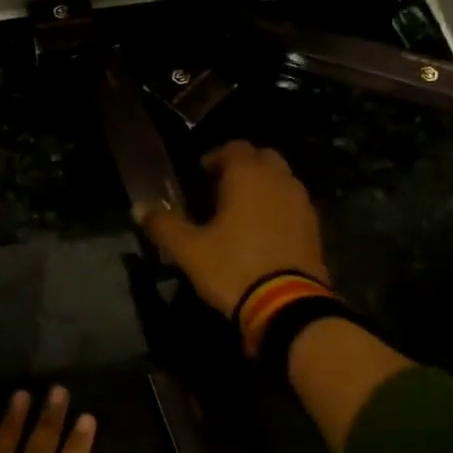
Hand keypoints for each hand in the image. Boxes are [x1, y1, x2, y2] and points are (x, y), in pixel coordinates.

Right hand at [137, 141, 328, 317]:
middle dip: (241, 167)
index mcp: (248, 175)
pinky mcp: (313, 227)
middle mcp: (279, 180)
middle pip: (262, 158)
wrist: (286, 305)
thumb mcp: (189, 250)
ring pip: (280, 180)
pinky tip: (260, 231)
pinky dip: (276, 207)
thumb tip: (138, 207)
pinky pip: (291, 204)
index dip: (215, 157)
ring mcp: (301, 203)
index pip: (234, 148)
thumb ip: (163, 224)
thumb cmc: (232, 268)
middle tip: (218, 189)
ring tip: (238, 211)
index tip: (199, 174)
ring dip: (261, 186)